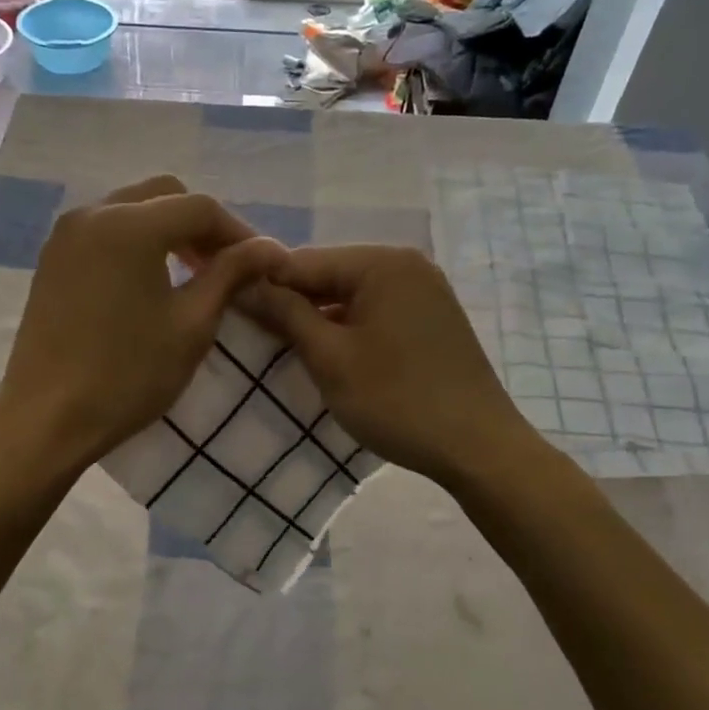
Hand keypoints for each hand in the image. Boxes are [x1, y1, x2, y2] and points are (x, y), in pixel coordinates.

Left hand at [0, 177, 285, 469]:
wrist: (47, 418)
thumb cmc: (128, 374)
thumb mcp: (192, 325)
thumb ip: (231, 275)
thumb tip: (269, 248)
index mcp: (131, 225)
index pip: (200, 208)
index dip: (238, 232)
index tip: (262, 264)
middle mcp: (94, 213)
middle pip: (164, 196)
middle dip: (201, 225)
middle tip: (225, 266)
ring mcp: (66, 234)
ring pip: (133, 209)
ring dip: (168, 231)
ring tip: (192, 273)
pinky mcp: (52, 258)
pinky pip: (106, 230)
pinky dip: (136, 242)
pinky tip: (151, 280)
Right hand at [252, 245, 532, 486]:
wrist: (479, 448)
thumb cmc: (397, 401)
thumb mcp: (330, 358)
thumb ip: (285, 314)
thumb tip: (244, 284)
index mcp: (382, 263)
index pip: (303, 261)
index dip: (263, 285)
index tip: (229, 311)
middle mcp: (407, 264)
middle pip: (329, 275)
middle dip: (293, 303)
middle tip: (256, 336)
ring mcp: (425, 291)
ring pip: (352, 295)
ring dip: (320, 319)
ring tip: (287, 348)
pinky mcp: (433, 318)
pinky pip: (376, 311)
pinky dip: (350, 328)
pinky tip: (331, 354)